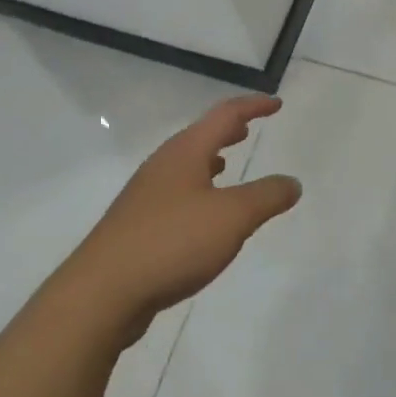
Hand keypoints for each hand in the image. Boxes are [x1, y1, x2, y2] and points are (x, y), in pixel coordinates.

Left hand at [61, 94, 301, 344]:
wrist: (103, 292)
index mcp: (185, 152)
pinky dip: (197, 188)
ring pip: (185, 165)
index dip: (253, 106)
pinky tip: (201, 213)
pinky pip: (176, 193)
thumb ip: (266, 196)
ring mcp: (146, 195)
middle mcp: (163, 165)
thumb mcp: (232, 217)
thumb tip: (292, 182)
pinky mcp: (137, 225)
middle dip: (227, 130)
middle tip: (248, 128)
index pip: (224, 115)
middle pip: (200, 136)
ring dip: (210, 159)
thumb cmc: (172, 242)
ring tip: (227, 162)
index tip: (276, 104)